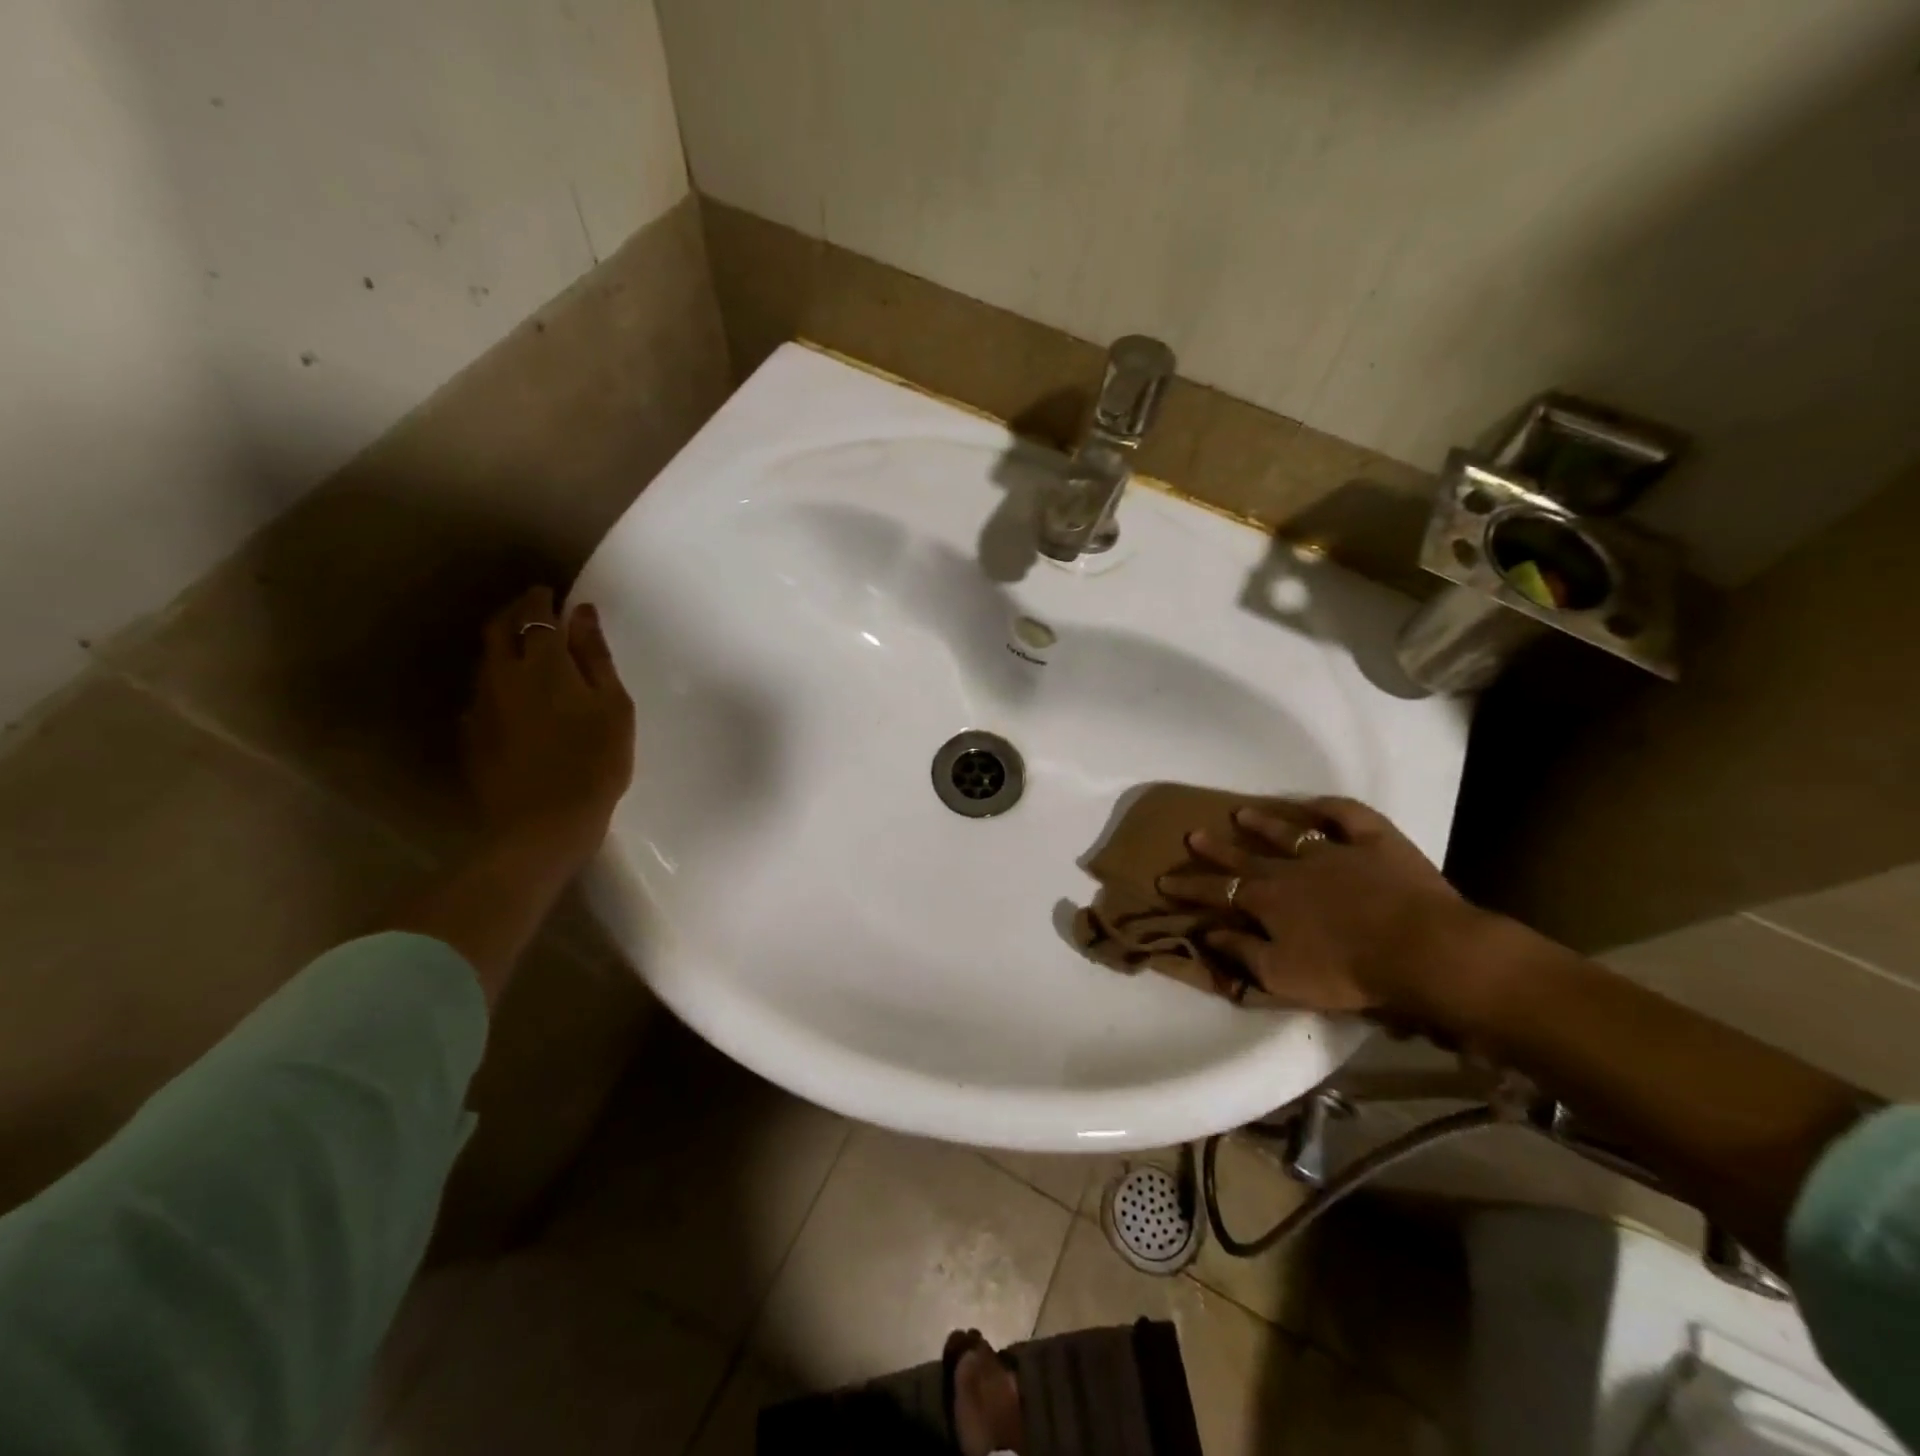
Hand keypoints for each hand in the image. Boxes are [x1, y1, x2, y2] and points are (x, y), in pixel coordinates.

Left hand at [462, 586, 634, 868]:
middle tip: (535, 610)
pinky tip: (514, 695)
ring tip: (526, 649)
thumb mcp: (613, 707)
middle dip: (516, 612)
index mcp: (543, 664)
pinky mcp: (472, 734)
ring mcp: (481, 705)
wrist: (541, 824)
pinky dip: (498, 679)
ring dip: (503, 644)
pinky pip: (482, 691)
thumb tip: (581, 613)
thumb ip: (596, 657)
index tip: (552, 593)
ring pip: (486, 659)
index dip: (542, 599)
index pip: (535, 614)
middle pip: (498, 628)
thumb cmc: (594, 762)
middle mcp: (502, 675)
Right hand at [1158, 797, 1482, 1021]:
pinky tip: (1316, 804)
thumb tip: (1207, 932)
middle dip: (1217, 849)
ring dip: (1264, 823)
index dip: (1189, 887)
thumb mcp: (1283, 976)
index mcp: (1268, 901)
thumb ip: (1241, 952)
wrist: (1422, 950)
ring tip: (1242, 813)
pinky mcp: (1376, 841)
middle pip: (1246, 856)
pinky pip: (1348, 816)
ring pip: (1290, 831)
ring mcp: (1334, 850)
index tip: (1165, 880)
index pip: (1218, 892)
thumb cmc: (1348, 971)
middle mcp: (1292, 868)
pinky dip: (1330, 808)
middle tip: (1193, 835)